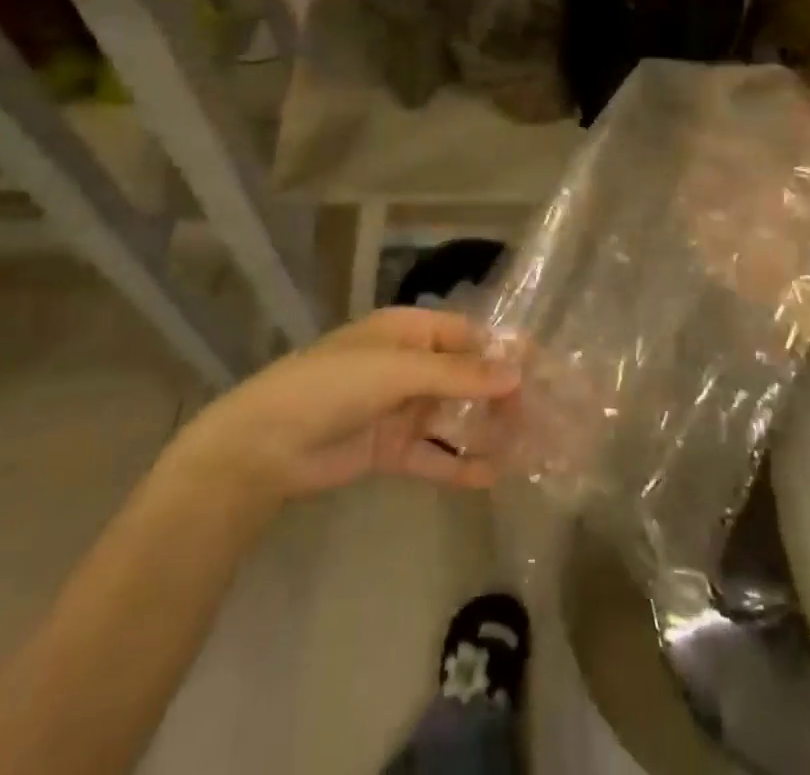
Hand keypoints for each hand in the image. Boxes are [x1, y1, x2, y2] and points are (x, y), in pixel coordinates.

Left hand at [176, 308, 519, 510]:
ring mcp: (400, 408)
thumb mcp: (398, 370)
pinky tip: (492, 476)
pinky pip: (433, 454)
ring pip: (453, 418)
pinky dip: (459, 464)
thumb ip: (457, 376)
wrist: (267, 444)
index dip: (502, 351)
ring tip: (528, 450)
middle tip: (541, 419)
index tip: (542, 370)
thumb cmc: (333, 385)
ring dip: (485, 431)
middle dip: (499, 396)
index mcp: (409, 332)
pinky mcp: (390, 449)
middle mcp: (408, 366)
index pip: (466, 336)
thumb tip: (516, 374)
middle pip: (464, 379)